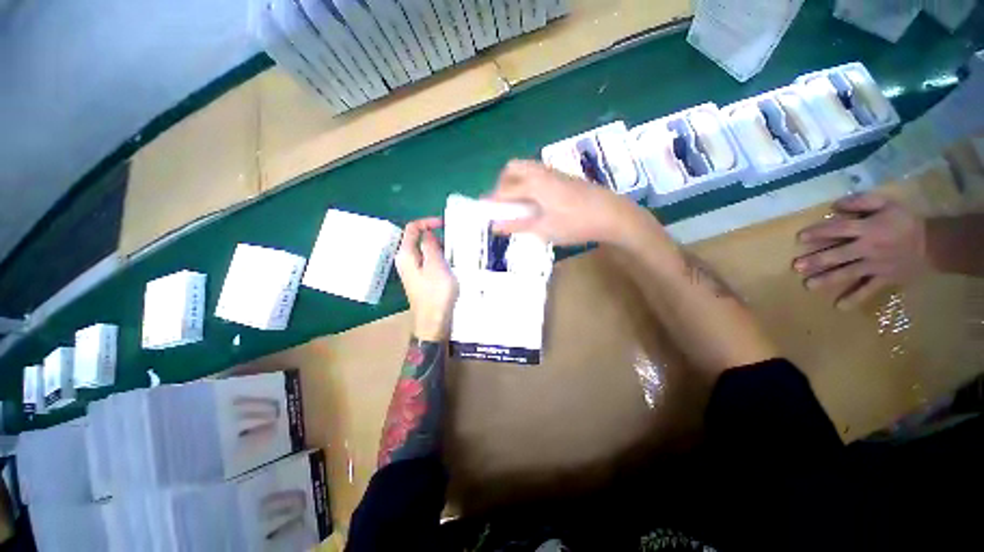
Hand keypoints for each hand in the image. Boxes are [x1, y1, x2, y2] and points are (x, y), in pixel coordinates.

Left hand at [395, 218, 458, 340]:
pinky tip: (450, 263)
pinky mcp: (420, 278)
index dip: (427, 222)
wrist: (433, 321)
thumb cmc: (436, 293)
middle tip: (453, 239)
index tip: (444, 224)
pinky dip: (439, 258)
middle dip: (435, 235)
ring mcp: (413, 270)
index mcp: (406, 255)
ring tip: (455, 251)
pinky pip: (428, 261)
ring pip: (425, 251)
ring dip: (439, 247)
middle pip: (417, 239)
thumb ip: (431, 245)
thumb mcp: (436, 265)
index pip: (412, 229)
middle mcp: (405, 260)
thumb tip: (427, 233)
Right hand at [487, 160, 649, 246]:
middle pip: (512, 168)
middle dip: (502, 184)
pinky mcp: (564, 177)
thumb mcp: (543, 229)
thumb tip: (496, 226)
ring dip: (515, 182)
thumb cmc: (575, 224)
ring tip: (518, 204)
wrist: (612, 214)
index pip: (504, 190)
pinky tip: (536, 201)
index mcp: (533, 184)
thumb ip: (517, 226)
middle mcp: (541, 172)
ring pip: (526, 169)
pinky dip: (528, 183)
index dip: (492, 201)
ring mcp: (554, 172)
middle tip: (503, 204)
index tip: (484, 212)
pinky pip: (537, 173)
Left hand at [793, 194, 926, 309]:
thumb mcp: (886, 203)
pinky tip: (840, 307)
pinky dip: (856, 298)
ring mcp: (876, 265)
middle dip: (817, 261)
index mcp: (868, 229)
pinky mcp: (884, 279)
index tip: (800, 238)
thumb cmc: (904, 221)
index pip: (839, 230)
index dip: (819, 233)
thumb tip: (835, 205)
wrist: (933, 244)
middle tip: (796, 267)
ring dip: (828, 280)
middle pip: (839, 254)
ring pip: (849, 273)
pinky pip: (869, 290)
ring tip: (808, 286)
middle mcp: (869, 248)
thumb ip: (861, 202)